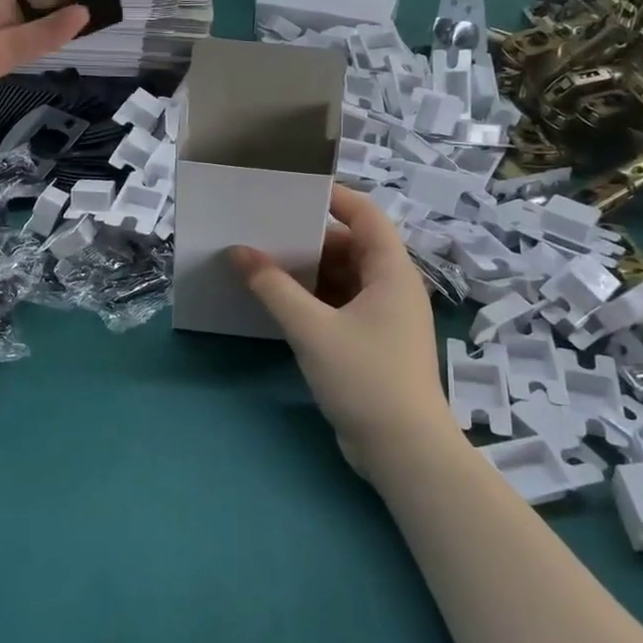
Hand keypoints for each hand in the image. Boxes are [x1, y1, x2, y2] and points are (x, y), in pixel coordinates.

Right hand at [228, 186, 447, 478]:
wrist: (404, 451)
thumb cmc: (365, 378)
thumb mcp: (312, 329)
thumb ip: (273, 288)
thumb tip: (238, 252)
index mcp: (391, 272)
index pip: (366, 215)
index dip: (333, 197)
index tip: (291, 191)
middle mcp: (392, 288)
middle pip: (351, 247)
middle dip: (309, 241)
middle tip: (264, 233)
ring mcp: (385, 318)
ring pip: (343, 280)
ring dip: (308, 274)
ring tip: (264, 266)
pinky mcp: (373, 344)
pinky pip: (341, 307)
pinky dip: (314, 301)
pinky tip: (281, 305)